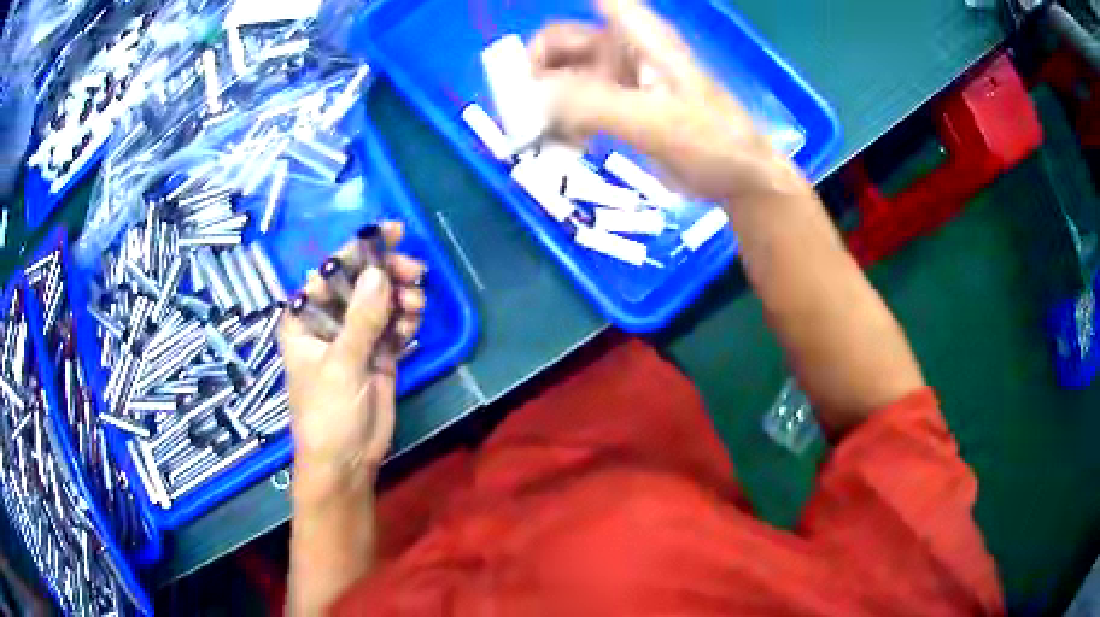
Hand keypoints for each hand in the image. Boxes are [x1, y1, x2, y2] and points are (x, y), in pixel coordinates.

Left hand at [279, 222, 425, 501]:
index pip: (331, 271)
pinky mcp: (377, 353)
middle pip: (361, 281)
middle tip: (415, 274)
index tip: (393, 231)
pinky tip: (413, 326)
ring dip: (401, 298)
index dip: (359, 248)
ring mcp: (354, 336)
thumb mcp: (341, 366)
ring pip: (381, 300)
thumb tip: (379, 272)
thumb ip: (361, 320)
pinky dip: (406, 320)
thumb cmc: (327, 414)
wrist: (346, 461)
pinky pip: (394, 324)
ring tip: (414, 310)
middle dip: (388, 273)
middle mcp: (328, 320)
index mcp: (304, 317)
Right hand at [530, 0, 811, 203]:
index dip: (568, 0)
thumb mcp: (654, 121)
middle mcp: (624, 51)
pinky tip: (563, 143)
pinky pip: (576, 105)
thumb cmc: (710, 140)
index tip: (514, 0)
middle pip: (562, 41)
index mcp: (639, 38)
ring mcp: (620, 80)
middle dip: (535, 66)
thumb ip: (594, 105)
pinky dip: (562, 120)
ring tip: (536, 130)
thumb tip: (534, 99)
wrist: (739, 178)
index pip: (600, 0)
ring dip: (544, 98)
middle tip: (519, 103)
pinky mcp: (619, 109)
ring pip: (564, 75)